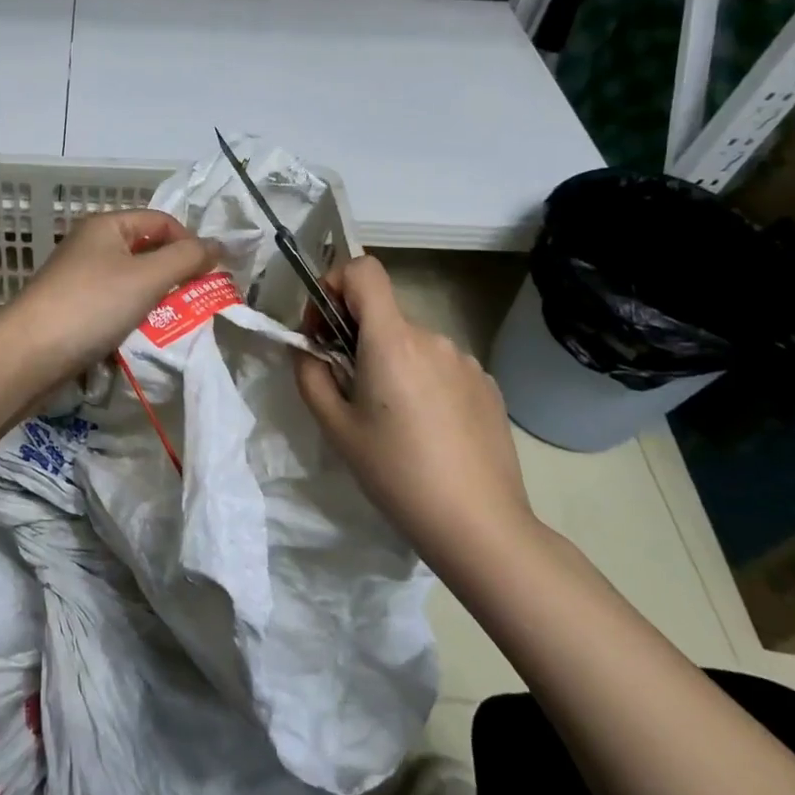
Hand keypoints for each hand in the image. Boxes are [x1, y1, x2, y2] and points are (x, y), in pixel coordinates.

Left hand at [0, 209, 214, 388]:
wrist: (28, 355)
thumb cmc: (91, 306)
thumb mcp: (147, 277)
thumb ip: (187, 259)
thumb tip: (218, 245)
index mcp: (106, 226)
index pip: (162, 221)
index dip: (189, 243)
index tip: (210, 275)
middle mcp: (91, 245)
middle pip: (147, 250)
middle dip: (174, 274)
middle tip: (196, 301)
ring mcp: (79, 278)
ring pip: (132, 281)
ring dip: (155, 299)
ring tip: (172, 321)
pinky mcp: (74, 308)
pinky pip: (114, 305)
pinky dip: (132, 316)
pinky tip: (141, 336)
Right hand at [294, 256, 537, 572]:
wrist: (479, 525)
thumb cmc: (396, 473)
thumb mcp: (335, 427)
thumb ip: (311, 375)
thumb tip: (307, 349)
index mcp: (392, 340)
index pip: (364, 270)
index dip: (335, 282)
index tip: (324, 326)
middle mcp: (432, 338)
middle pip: (383, 314)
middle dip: (356, 337)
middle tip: (348, 388)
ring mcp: (465, 360)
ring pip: (411, 343)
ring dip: (391, 362)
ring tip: (391, 418)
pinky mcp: (487, 385)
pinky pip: (440, 366)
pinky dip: (422, 381)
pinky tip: (427, 430)